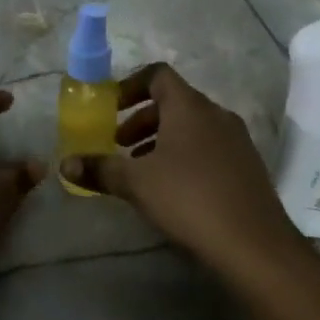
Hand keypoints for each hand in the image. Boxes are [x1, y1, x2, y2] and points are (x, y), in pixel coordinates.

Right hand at [58, 64, 299, 271]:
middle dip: (142, 119)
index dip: (130, 86)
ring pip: (192, 126)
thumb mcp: (136, 184)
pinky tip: (174, 189)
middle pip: (174, 101)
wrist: (255, 244)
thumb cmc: (189, 199)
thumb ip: (100, 169)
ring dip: (162, 139)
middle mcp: (216, 114)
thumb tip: (65, 164)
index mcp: (189, 106)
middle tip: (119, 144)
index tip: (111, 109)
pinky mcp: (247, 165)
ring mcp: (236, 139)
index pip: (158, 75)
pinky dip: (186, 155)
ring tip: (142, 170)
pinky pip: (209, 146)